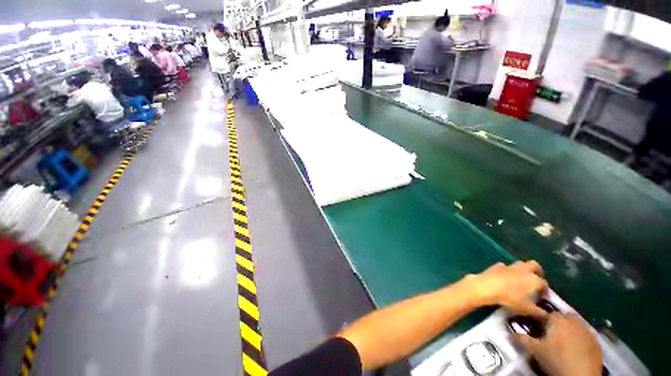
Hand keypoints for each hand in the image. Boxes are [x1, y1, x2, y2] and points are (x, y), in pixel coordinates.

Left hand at [467, 261, 547, 316]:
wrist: (488, 286)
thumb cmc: (510, 298)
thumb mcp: (527, 309)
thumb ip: (539, 313)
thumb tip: (546, 316)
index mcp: (534, 280)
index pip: (544, 283)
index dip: (544, 290)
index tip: (542, 297)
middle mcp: (524, 270)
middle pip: (534, 266)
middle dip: (537, 271)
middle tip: (534, 280)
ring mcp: (510, 266)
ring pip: (520, 264)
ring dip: (522, 269)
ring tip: (520, 279)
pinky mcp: (497, 265)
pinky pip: (505, 266)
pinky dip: (506, 270)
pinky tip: (504, 277)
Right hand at [513, 313, 602, 375]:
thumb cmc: (556, 359)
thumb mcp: (535, 350)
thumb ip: (522, 339)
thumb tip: (510, 333)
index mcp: (558, 319)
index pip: (547, 313)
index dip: (542, 320)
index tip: (537, 327)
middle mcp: (574, 321)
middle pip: (565, 316)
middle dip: (559, 322)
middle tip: (551, 334)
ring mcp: (588, 332)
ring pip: (577, 325)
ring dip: (570, 330)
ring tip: (563, 342)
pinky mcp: (597, 343)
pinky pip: (586, 336)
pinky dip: (580, 339)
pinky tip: (576, 349)